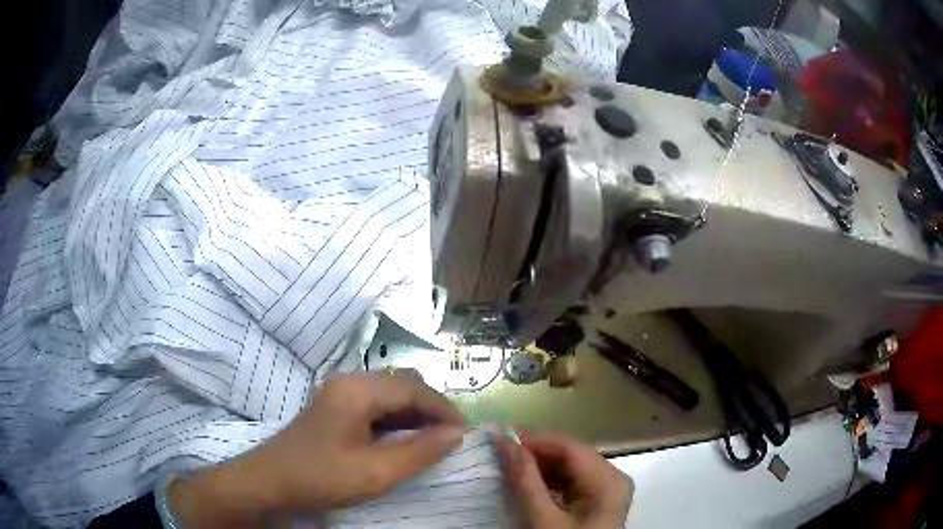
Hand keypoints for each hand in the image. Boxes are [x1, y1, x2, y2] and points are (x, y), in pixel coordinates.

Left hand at [168, 372, 465, 527]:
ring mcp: (339, 392)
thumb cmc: (321, 476)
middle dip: (432, 409)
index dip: (445, 409)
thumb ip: (420, 452)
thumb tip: (457, 434)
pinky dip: (396, 418)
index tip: (465, 433)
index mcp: (358, 390)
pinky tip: (402, 439)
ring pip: (390, 393)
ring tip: (432, 441)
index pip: (415, 390)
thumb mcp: (376, 472)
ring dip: (415, 414)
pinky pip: (375, 403)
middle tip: (450, 438)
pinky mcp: (335, 405)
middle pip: (404, 385)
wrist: (270, 480)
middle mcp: (350, 381)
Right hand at [494, 431, 632, 528]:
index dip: (534, 439)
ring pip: (570, 469)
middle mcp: (612, 479)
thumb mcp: (542, 519)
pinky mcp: (597, 503)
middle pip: (571, 456)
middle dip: (535, 454)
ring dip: (539, 468)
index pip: (569, 447)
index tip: (499, 439)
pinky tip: (527, 486)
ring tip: (508, 469)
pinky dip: (548, 483)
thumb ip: (525, 480)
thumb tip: (505, 443)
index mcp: (608, 480)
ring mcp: (606, 491)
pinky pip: (572, 484)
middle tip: (499, 455)